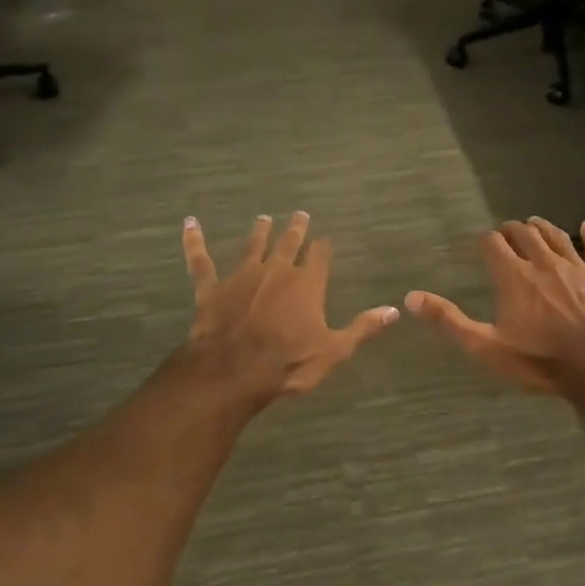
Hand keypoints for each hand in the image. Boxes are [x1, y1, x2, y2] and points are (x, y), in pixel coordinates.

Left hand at [182, 212, 399, 401]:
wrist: (234, 371)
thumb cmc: (289, 362)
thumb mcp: (335, 350)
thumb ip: (363, 327)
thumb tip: (394, 310)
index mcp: (307, 283)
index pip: (320, 256)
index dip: (323, 247)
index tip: (324, 239)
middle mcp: (276, 271)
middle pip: (289, 243)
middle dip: (296, 229)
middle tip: (299, 214)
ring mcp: (241, 276)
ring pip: (252, 246)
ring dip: (259, 232)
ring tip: (263, 218)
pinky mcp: (211, 287)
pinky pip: (201, 260)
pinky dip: (194, 241)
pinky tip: (189, 224)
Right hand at [406, 218, 584, 394]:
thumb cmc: (538, 359)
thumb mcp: (486, 346)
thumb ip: (449, 321)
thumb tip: (411, 298)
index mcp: (514, 276)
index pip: (493, 244)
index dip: (485, 240)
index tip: (481, 243)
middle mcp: (544, 263)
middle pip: (526, 234)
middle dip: (513, 230)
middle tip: (506, 232)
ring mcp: (579, 268)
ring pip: (558, 237)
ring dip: (543, 228)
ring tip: (534, 223)